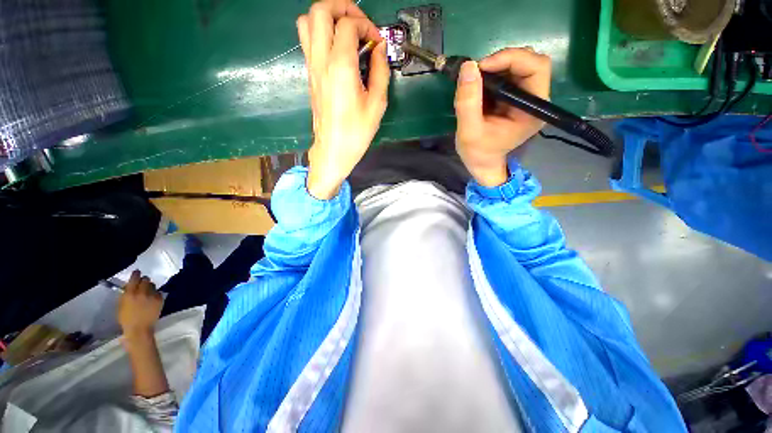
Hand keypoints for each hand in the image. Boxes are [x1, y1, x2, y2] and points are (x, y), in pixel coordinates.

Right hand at [117, 270, 162, 337]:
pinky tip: (151, 299)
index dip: (136, 274)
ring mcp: (152, 295)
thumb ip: (126, 293)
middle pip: (146, 279)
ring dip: (149, 287)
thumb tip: (130, 285)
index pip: (135, 278)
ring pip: (152, 285)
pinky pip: (158, 292)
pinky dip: (155, 293)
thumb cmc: (126, 318)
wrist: (139, 329)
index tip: (137, 273)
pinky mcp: (160, 299)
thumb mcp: (121, 304)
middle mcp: (142, 292)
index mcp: (130, 293)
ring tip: (146, 293)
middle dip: (143, 281)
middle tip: (142, 285)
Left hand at [296, 0, 389, 198]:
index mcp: (341, 67)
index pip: (348, 24)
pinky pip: (308, 40)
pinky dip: (321, 32)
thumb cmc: (356, 132)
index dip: (367, 26)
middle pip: (320, 10)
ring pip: (306, 21)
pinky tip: (338, 48)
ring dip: (327, 17)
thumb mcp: (377, 104)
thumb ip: (380, 71)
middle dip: (342, 7)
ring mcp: (311, 66)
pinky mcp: (310, 74)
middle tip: (359, 24)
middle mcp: (321, 60)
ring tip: (346, 31)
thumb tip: (379, 49)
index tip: (378, 43)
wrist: (333, 150)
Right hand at [454, 48, 551, 186]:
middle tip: (477, 71)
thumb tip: (468, 66)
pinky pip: (509, 75)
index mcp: (532, 110)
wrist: (481, 164)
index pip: (536, 68)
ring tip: (475, 80)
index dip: (511, 59)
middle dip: (503, 60)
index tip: (482, 67)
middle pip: (530, 62)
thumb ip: (468, 102)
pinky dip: (493, 74)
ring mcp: (525, 98)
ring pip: (519, 65)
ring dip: (496, 66)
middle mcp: (535, 100)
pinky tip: (479, 86)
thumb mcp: (468, 131)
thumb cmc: (478, 153)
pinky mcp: (515, 98)